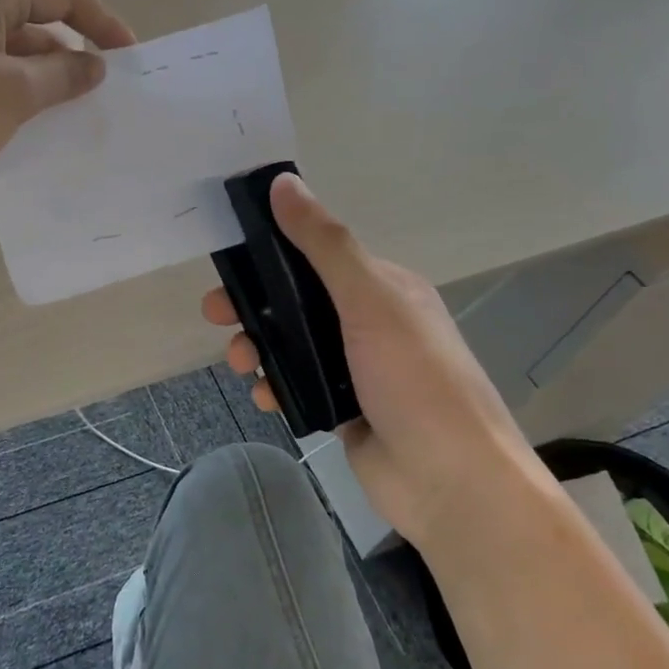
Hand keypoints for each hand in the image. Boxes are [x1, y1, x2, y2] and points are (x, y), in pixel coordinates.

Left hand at [0, 0, 135, 203]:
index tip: (133, 58)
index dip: (104, 24)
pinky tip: (29, 126)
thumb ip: (62, 75)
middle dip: (73, 56)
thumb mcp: (12, 95)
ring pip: (12, 53)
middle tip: (104, 97)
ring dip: (44, 81)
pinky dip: (14, 94)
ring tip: (73, 118)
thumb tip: (94, 64)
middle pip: (37, 21)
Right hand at [202, 174, 537, 538]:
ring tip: (242, 362)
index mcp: (383, 287)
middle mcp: (369, 323)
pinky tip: (266, 396)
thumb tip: (284, 182)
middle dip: (255, 305)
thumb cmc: (416, 381)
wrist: (452, 485)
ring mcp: (355, 368)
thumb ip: (325, 244)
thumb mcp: (370, 301)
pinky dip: (275, 385)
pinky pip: (296, 384)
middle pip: (297, 301)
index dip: (273, 252)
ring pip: (291, 344)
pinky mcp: (342, 408)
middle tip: (217, 313)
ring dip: (259, 346)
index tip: (232, 256)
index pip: (318, 254)